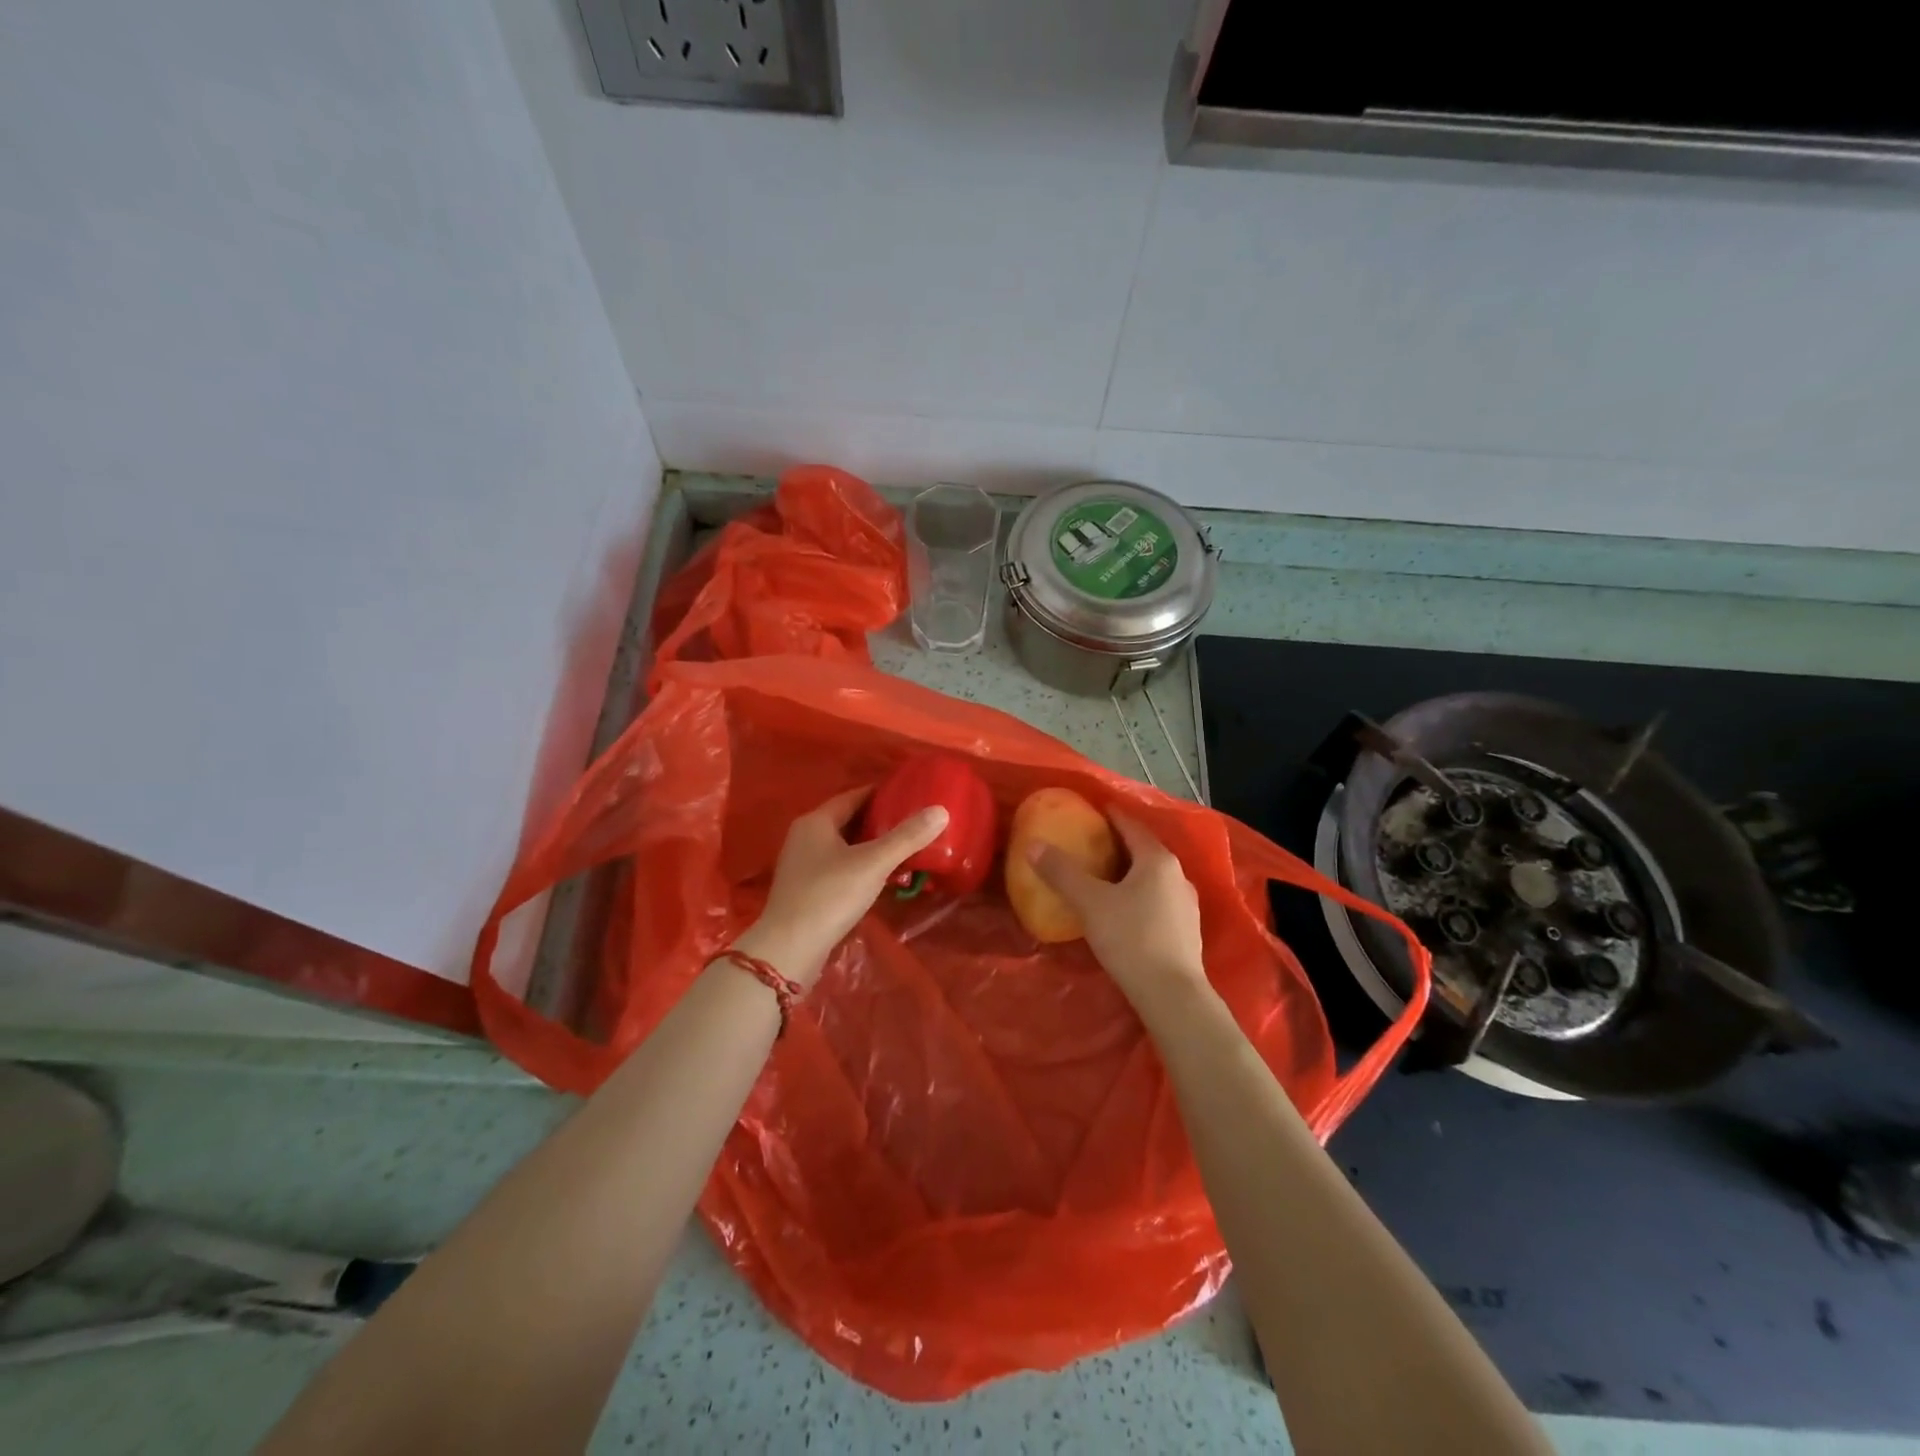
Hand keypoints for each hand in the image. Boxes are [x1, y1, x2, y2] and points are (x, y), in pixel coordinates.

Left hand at [734, 787, 948, 986]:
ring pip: (844, 845)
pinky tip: (881, 877)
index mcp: (816, 821)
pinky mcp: (805, 889)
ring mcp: (802, 864)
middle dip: (880, 820)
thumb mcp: (874, 863)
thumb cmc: (830, 896)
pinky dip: (861, 866)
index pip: (854, 796)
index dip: (882, 794)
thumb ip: (907, 837)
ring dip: (871, 846)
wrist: (790, 948)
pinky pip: (839, 867)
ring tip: (904, 848)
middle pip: (849, 820)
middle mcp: (805, 836)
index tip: (911, 795)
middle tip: (914, 822)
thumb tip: (941, 810)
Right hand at [1029, 811, 1207, 1011]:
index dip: (1110, 815)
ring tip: (1104, 875)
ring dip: (1130, 871)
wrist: (1172, 995)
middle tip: (1090, 842)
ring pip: (1153, 876)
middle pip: (1144, 849)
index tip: (1091, 811)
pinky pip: (1159, 898)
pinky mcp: (1187, 929)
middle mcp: (1178, 874)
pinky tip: (1124, 908)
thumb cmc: (1131, 939)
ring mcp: (1186, 903)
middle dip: (1118, 844)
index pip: (1131, 825)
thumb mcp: (1090, 903)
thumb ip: (1062, 872)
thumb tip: (1033, 845)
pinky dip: (1140, 894)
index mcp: (1157, 859)